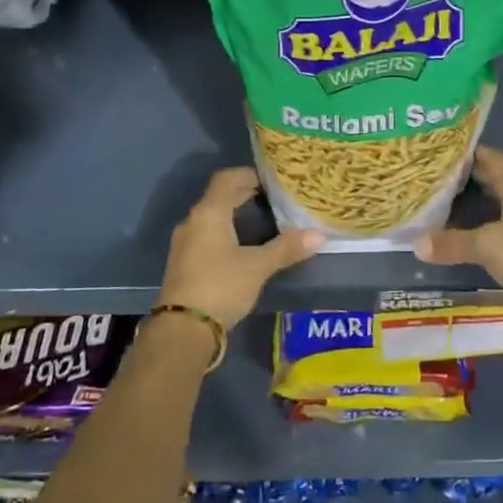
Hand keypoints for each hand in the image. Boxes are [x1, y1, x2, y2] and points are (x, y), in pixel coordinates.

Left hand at [159, 168, 322, 329]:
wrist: (183, 329)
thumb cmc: (221, 286)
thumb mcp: (258, 267)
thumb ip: (286, 248)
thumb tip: (319, 235)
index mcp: (209, 213)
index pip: (227, 179)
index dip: (248, 174)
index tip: (271, 180)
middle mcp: (193, 221)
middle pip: (219, 197)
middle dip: (244, 193)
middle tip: (273, 198)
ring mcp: (185, 243)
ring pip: (212, 217)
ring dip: (234, 214)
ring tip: (262, 220)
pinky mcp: (184, 262)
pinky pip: (206, 235)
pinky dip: (225, 231)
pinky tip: (241, 246)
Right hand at [412, 146, 502, 299]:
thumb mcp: (486, 246)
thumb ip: (452, 242)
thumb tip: (417, 243)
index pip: (493, 159)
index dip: (471, 153)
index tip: (446, 151)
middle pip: (499, 178)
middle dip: (473, 175)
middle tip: (442, 175)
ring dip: (483, 198)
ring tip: (453, 199)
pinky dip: (491, 219)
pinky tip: (475, 228)